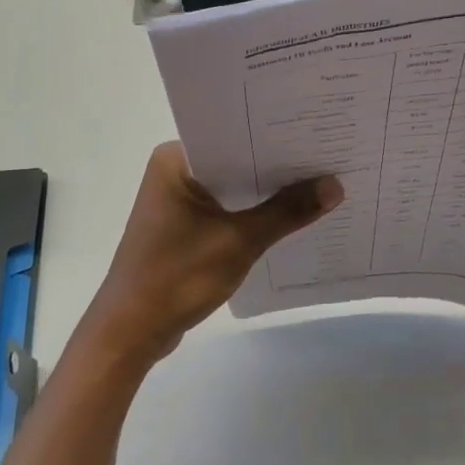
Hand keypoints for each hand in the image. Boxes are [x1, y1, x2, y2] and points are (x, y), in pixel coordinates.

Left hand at [79, 142, 342, 366]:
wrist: (130, 332)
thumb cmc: (177, 276)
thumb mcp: (239, 241)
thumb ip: (287, 212)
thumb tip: (334, 185)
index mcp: (176, 160)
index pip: (233, 135)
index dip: (275, 135)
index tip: (316, 132)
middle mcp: (174, 172)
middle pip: (236, 161)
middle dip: (277, 166)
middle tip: (328, 156)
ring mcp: (177, 202)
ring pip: (232, 188)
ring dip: (266, 193)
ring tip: (319, 183)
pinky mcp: (183, 228)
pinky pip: (225, 210)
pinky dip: (251, 215)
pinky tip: (289, 217)